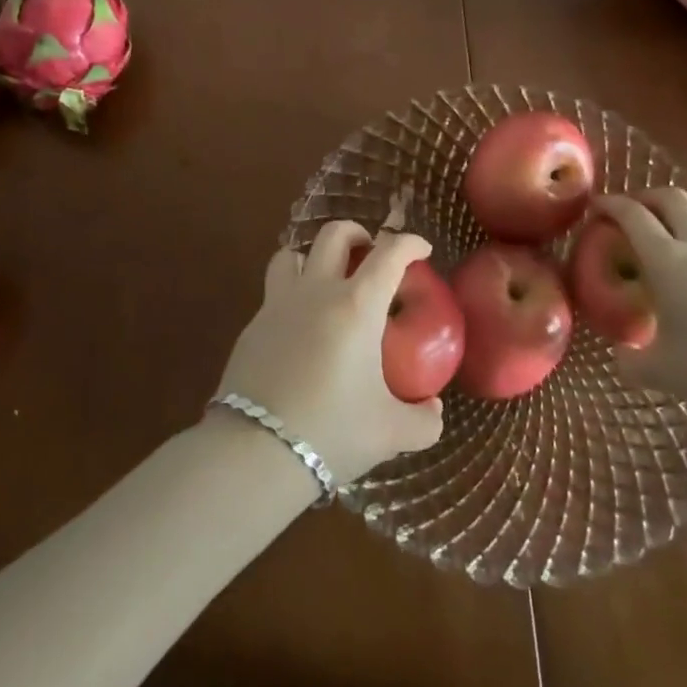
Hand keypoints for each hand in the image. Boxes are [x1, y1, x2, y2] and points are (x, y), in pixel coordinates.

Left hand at [214, 222, 444, 484]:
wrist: (254, 452)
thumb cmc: (332, 432)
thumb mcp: (391, 433)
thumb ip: (424, 420)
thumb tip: (433, 409)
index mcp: (357, 305)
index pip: (389, 253)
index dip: (410, 243)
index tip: (421, 249)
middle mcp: (317, 291)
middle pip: (335, 235)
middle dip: (358, 233)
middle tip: (370, 254)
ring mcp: (278, 304)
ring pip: (292, 254)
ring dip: (313, 257)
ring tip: (327, 281)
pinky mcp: (252, 327)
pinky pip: (274, 292)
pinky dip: (292, 295)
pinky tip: (300, 329)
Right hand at [598, 190, 686, 417]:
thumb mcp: (661, 373)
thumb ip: (631, 361)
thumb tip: (621, 355)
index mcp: (668, 261)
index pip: (632, 215)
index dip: (611, 204)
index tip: (598, 206)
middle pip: (671, 197)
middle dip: (647, 197)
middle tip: (634, 211)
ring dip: (684, 208)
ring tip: (676, 225)